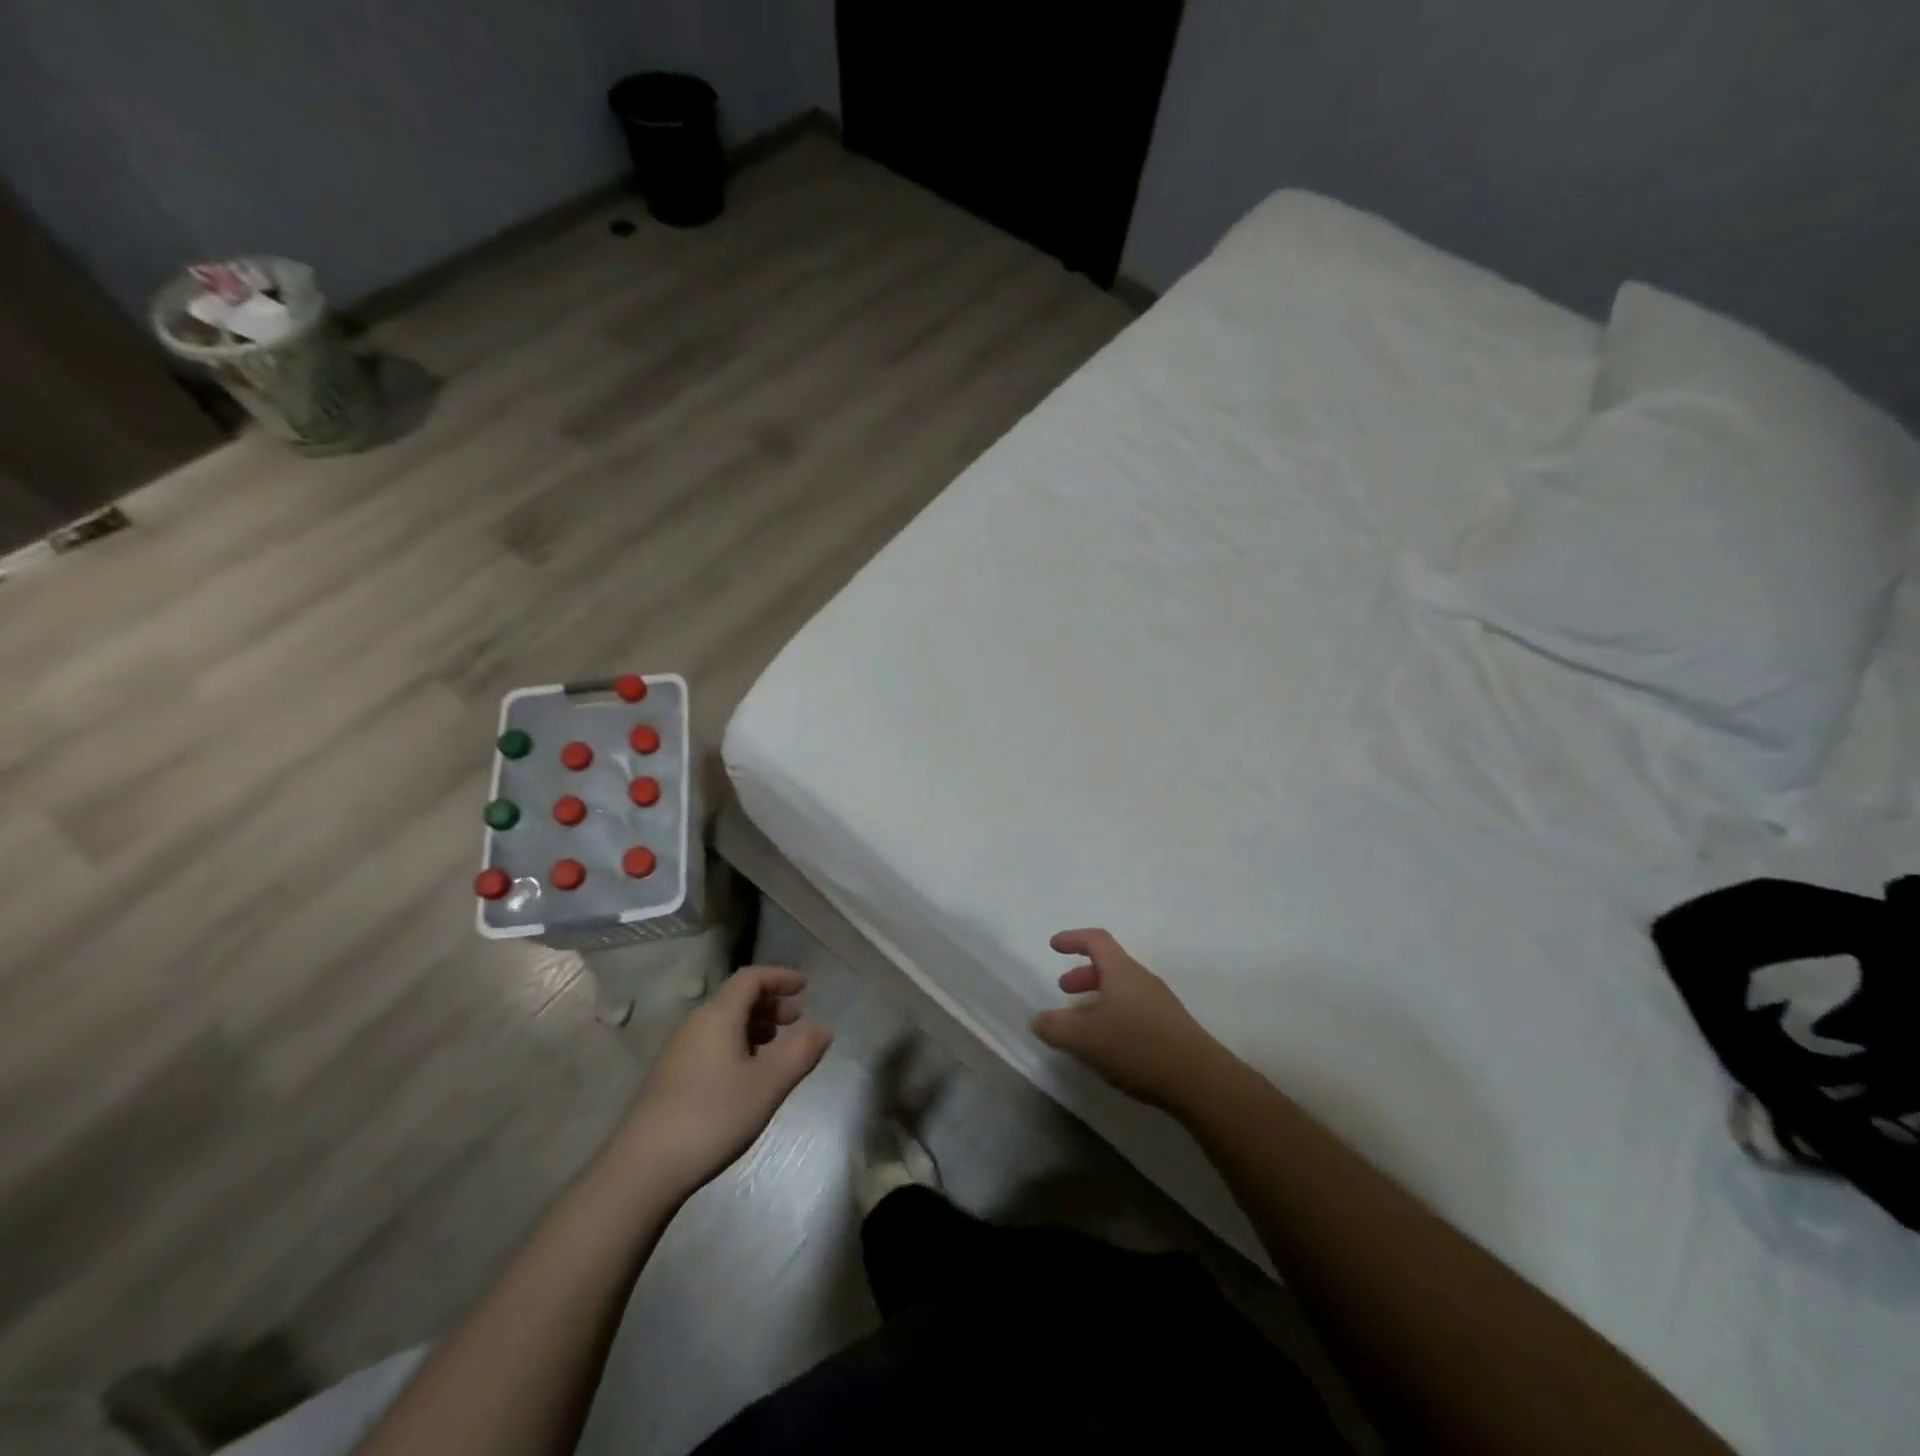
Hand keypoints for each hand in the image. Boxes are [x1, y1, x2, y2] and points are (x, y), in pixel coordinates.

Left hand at [615, 966, 832, 1197]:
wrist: (644, 1168)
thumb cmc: (713, 1116)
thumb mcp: (768, 1085)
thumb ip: (801, 1053)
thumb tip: (825, 1029)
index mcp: (719, 1015)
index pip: (751, 978)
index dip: (780, 977)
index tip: (805, 987)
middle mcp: (696, 1024)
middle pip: (737, 998)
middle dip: (770, 1003)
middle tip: (796, 1020)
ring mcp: (680, 1050)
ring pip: (724, 1022)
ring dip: (754, 1025)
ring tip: (775, 1047)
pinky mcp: (671, 1076)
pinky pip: (712, 1042)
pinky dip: (737, 1043)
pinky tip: (747, 1074)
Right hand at [1031, 929, 1223, 1110]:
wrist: (1200, 1080)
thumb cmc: (1137, 1046)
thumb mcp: (1084, 1038)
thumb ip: (1055, 1027)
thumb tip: (1038, 1020)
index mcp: (1122, 971)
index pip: (1096, 940)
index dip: (1073, 939)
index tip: (1054, 945)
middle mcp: (1142, 980)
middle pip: (1110, 965)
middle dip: (1084, 974)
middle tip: (1064, 990)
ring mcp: (1160, 1004)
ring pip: (1122, 990)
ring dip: (1098, 999)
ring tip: (1082, 1024)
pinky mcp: (1171, 1028)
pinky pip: (1135, 1010)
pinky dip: (1114, 1016)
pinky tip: (1108, 1046)